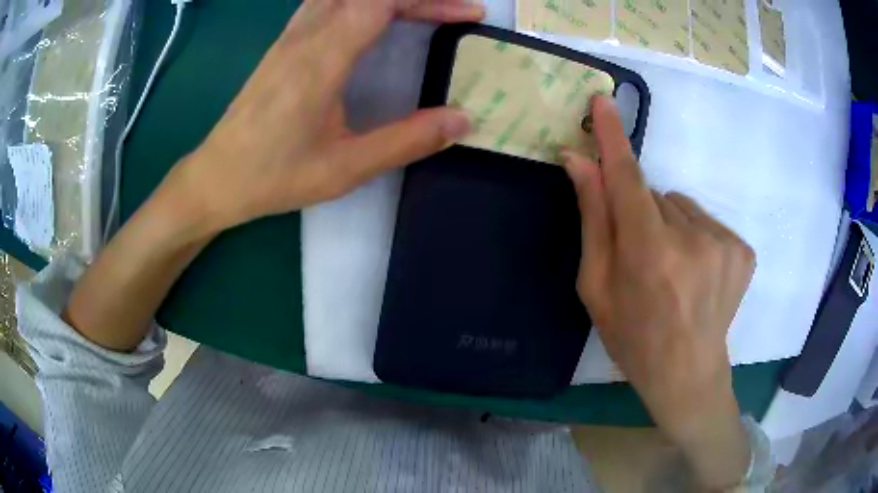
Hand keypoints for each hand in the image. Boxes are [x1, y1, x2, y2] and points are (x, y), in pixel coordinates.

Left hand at [170, 0, 481, 235]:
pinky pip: (326, 2)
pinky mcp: (283, 43)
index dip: (429, 0)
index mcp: (321, 60)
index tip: (467, 14)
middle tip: (454, 12)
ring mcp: (290, 36)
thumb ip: (405, 141)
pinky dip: (360, 1)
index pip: (382, 3)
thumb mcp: (344, 168)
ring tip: (423, 9)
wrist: (217, 177)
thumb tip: (461, 120)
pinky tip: (374, 13)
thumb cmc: (274, 176)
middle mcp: (305, 36)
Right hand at [562, 96, 754, 488]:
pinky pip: (706, 221)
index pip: (627, 178)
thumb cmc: (633, 337)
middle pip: (653, 195)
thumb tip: (578, 161)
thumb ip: (592, 220)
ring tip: (673, 270)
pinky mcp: (743, 250)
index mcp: (649, 255)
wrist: (688, 374)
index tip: (603, 100)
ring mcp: (724, 244)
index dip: (613, 137)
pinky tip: (696, 272)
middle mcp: (692, 241)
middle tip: (643, 258)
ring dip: (670, 226)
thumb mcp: (596, 287)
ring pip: (682, 207)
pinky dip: (696, 236)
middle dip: (641, 215)